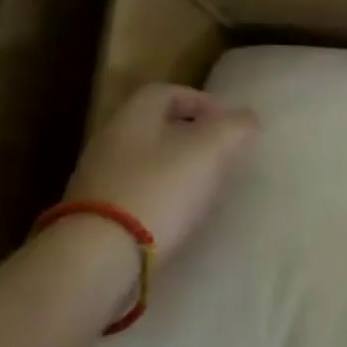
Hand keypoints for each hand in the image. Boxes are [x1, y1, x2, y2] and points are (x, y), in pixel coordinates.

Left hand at [64, 83, 258, 256]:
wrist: (102, 254)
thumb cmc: (160, 189)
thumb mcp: (210, 150)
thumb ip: (234, 128)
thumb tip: (248, 118)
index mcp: (134, 116)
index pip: (167, 92)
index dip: (200, 101)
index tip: (229, 122)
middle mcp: (111, 141)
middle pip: (156, 127)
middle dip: (192, 136)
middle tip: (223, 154)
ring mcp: (99, 179)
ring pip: (147, 160)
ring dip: (178, 167)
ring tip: (207, 185)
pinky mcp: (98, 214)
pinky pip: (139, 191)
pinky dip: (163, 194)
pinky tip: (181, 212)